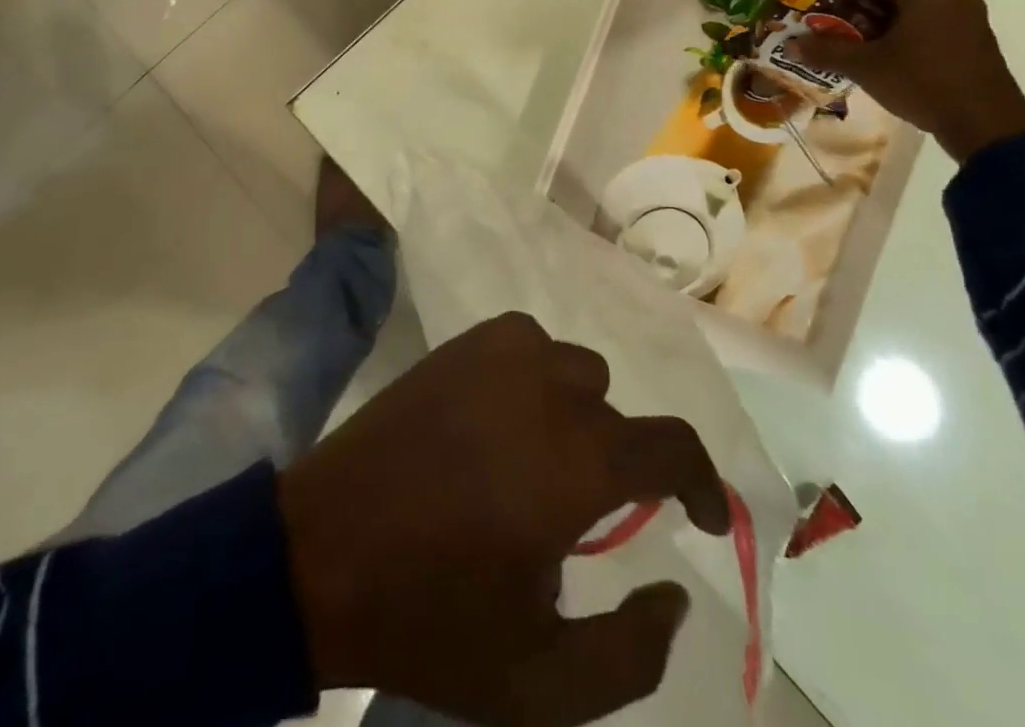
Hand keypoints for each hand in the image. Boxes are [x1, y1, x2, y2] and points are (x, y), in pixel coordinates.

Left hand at [277, 312, 728, 726]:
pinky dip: (532, 375)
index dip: (703, 483)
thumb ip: (632, 653)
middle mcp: (549, 389)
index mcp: (579, 462)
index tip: (705, 516)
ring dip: (573, 414)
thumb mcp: (540, 683)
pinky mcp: (461, 343)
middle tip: (579, 513)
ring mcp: (501, 354)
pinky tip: (502, 415)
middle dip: (616, 463)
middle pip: (617, 412)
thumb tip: (673, 592)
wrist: (320, 551)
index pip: (674, 447)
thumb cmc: (431, 617)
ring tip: (535, 461)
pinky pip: (527, 342)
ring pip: (573, 370)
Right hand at [785, 0, 1024, 160]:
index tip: (821, 11)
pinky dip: (907, 33)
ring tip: (859, 46)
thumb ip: (826, 51)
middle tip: (836, 29)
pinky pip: (933, 23)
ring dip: (883, 22)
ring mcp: (968, 15)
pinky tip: (891, 58)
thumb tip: (791, 44)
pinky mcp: (976, 38)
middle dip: (860, 8)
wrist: (986, 125)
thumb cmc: (921, 82)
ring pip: (914, 8)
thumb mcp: (866, 67)